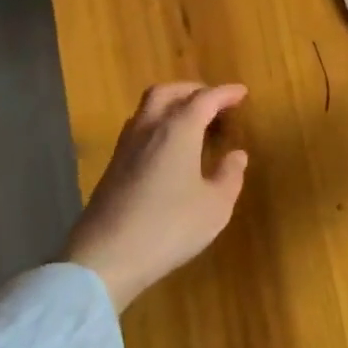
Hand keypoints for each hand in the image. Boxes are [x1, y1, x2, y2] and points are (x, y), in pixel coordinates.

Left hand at [62, 82, 248, 311]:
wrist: (106, 257)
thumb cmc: (169, 227)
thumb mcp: (215, 206)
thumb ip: (229, 176)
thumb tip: (237, 154)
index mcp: (178, 130)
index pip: (204, 99)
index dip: (225, 93)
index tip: (241, 92)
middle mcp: (149, 129)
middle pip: (167, 93)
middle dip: (192, 90)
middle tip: (213, 100)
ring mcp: (125, 147)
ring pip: (147, 108)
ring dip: (170, 104)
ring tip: (190, 119)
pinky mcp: (112, 167)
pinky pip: (137, 129)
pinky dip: (156, 124)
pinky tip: (166, 147)